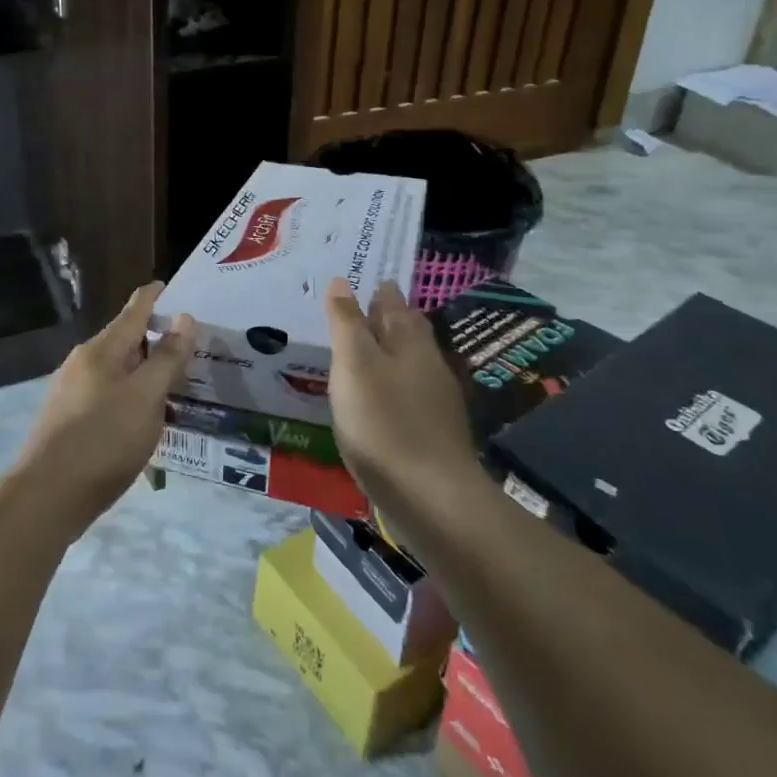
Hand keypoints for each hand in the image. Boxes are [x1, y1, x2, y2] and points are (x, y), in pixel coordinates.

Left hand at [19, 283, 193, 534]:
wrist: (47, 496)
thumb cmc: (103, 439)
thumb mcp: (146, 397)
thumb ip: (168, 358)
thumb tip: (185, 318)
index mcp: (102, 349)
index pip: (134, 310)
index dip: (156, 297)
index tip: (175, 288)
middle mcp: (83, 363)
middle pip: (125, 340)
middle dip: (156, 339)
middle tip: (191, 347)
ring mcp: (72, 392)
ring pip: (118, 371)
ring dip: (145, 372)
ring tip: (175, 384)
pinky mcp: (69, 420)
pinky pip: (108, 396)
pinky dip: (131, 396)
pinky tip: (145, 418)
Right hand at [325, 278, 479, 510]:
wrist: (430, 497)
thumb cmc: (385, 421)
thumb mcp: (354, 364)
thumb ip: (347, 322)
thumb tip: (342, 281)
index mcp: (410, 341)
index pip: (394, 303)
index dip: (379, 290)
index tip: (364, 279)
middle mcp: (428, 364)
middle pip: (408, 331)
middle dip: (388, 318)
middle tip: (362, 308)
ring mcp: (435, 401)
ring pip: (409, 363)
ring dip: (389, 352)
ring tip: (362, 350)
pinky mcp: (432, 433)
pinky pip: (408, 394)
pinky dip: (390, 385)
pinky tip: (376, 397)